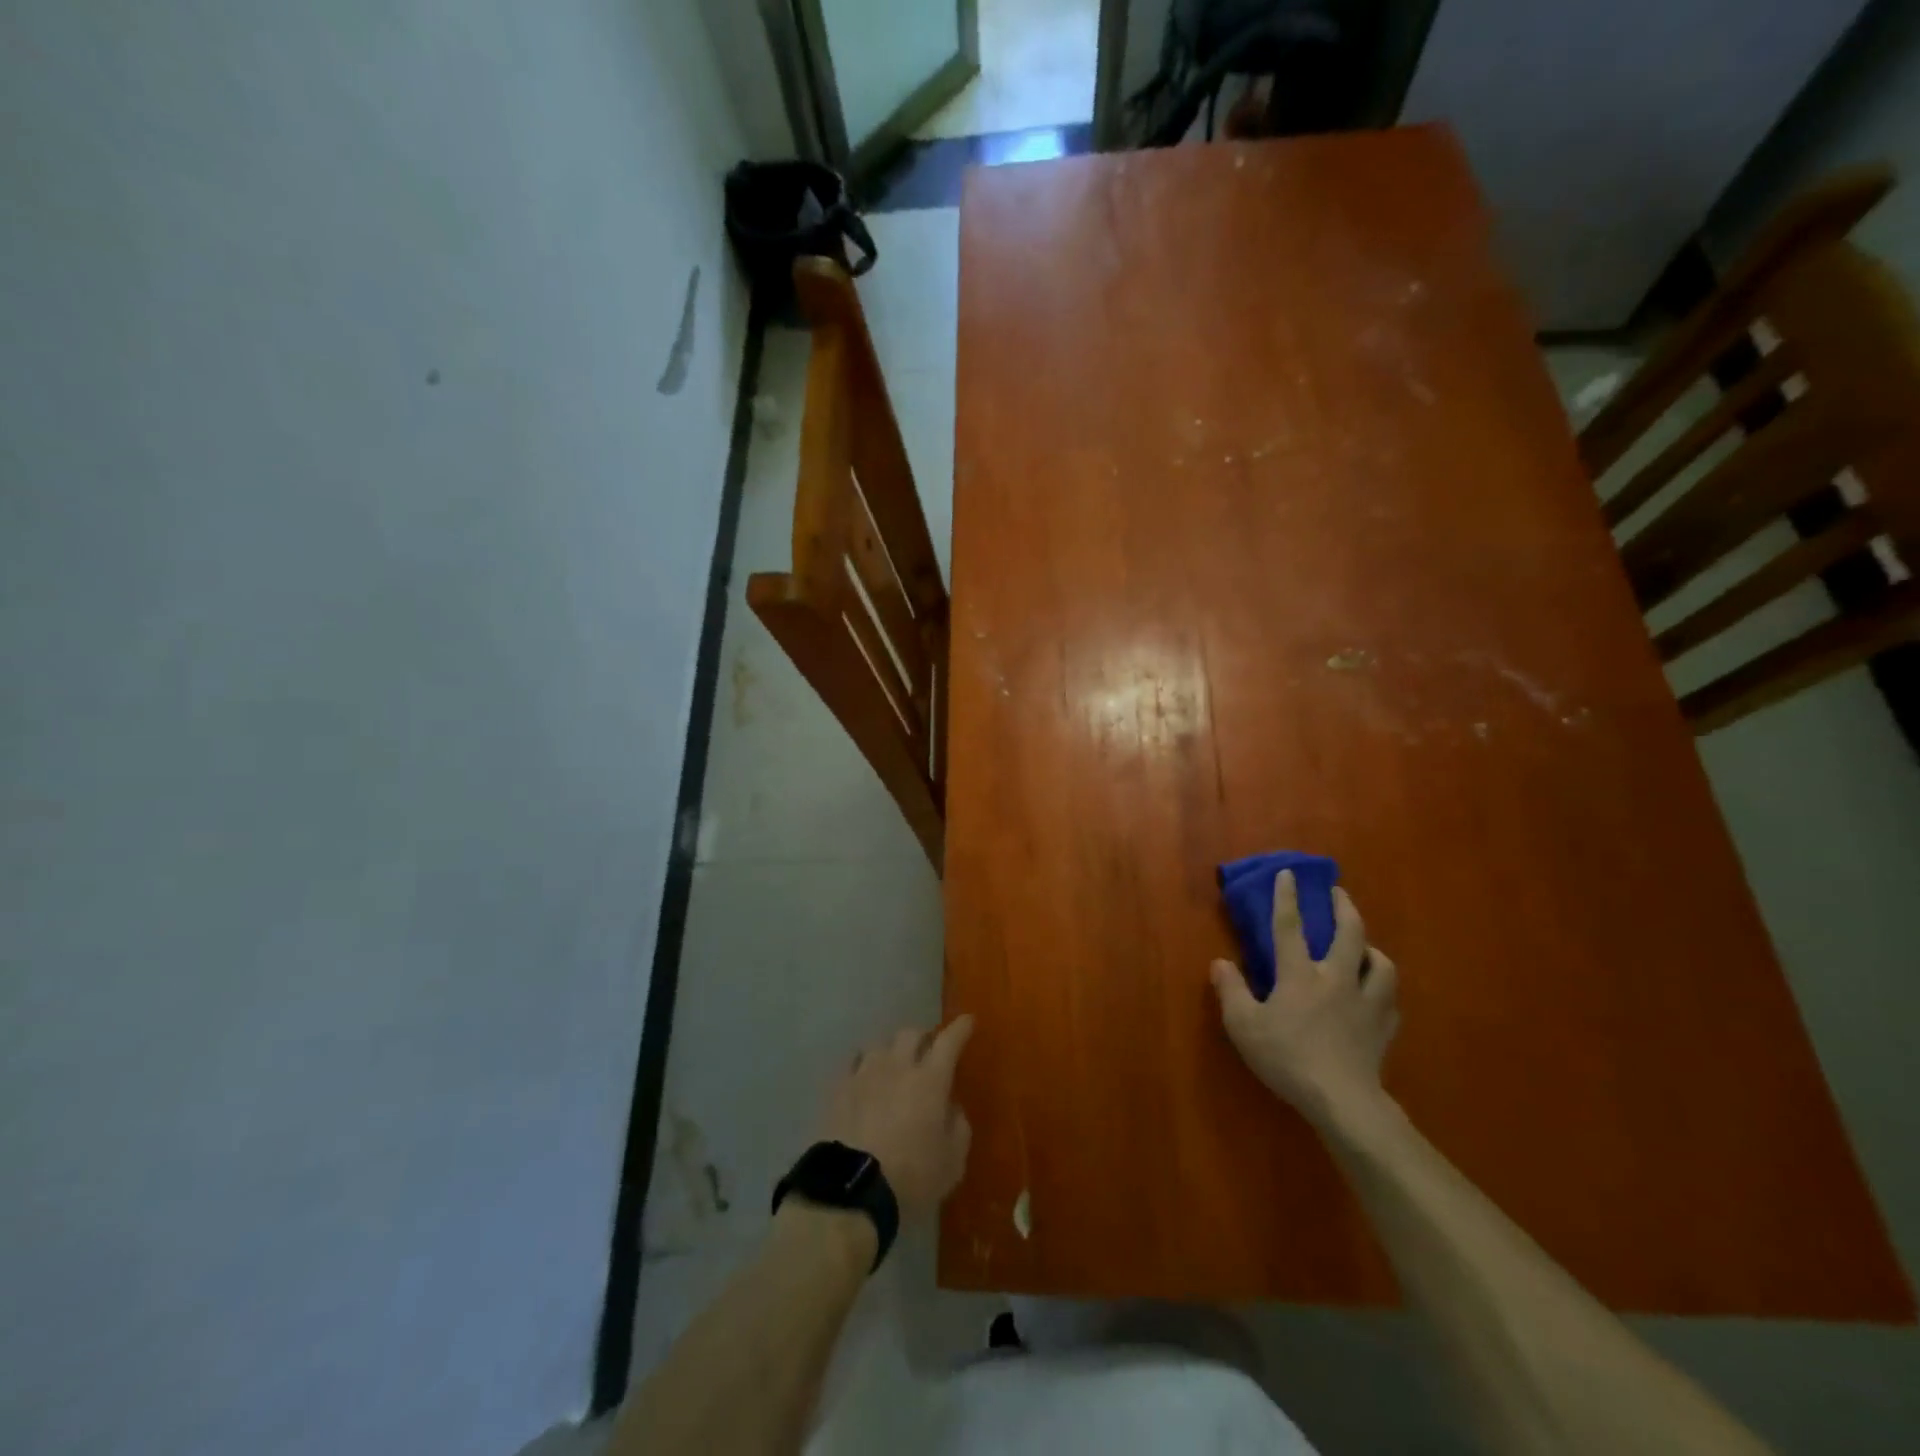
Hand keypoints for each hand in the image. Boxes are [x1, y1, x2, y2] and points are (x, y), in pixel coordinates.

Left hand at [816, 1016, 974, 1221]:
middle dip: (923, 1038)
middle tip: (927, 1051)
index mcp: (930, 1080)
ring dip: (891, 1052)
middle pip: (910, 1034)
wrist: (852, 1190)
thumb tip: (951, 1107)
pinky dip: (864, 1067)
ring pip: (880, 1045)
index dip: (960, 1029)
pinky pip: (854, 1064)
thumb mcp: (952, 1163)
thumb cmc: (911, 1177)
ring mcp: (865, 1074)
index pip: (949, 1041)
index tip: (967, 1021)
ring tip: (893, 1065)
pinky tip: (865, 1079)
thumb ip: (958, 1128)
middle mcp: (898, 1066)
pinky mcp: (839, 1089)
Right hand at [1211, 871, 1399, 1127]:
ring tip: (1364, 946)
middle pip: (1348, 933)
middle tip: (1339, 894)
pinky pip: (1389, 998)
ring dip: (1371, 948)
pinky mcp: (1384, 1027)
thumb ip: (1230, 990)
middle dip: (1344, 907)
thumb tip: (1220, 963)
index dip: (1287, 897)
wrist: (1342, 1100)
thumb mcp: (1243, 1026)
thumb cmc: (1287, 1058)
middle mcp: (1336, 978)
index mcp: (1299, 974)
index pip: (1290, 926)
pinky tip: (1377, 993)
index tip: (1289, 873)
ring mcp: (1366, 1002)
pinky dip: (1382, 988)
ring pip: (1379, 962)